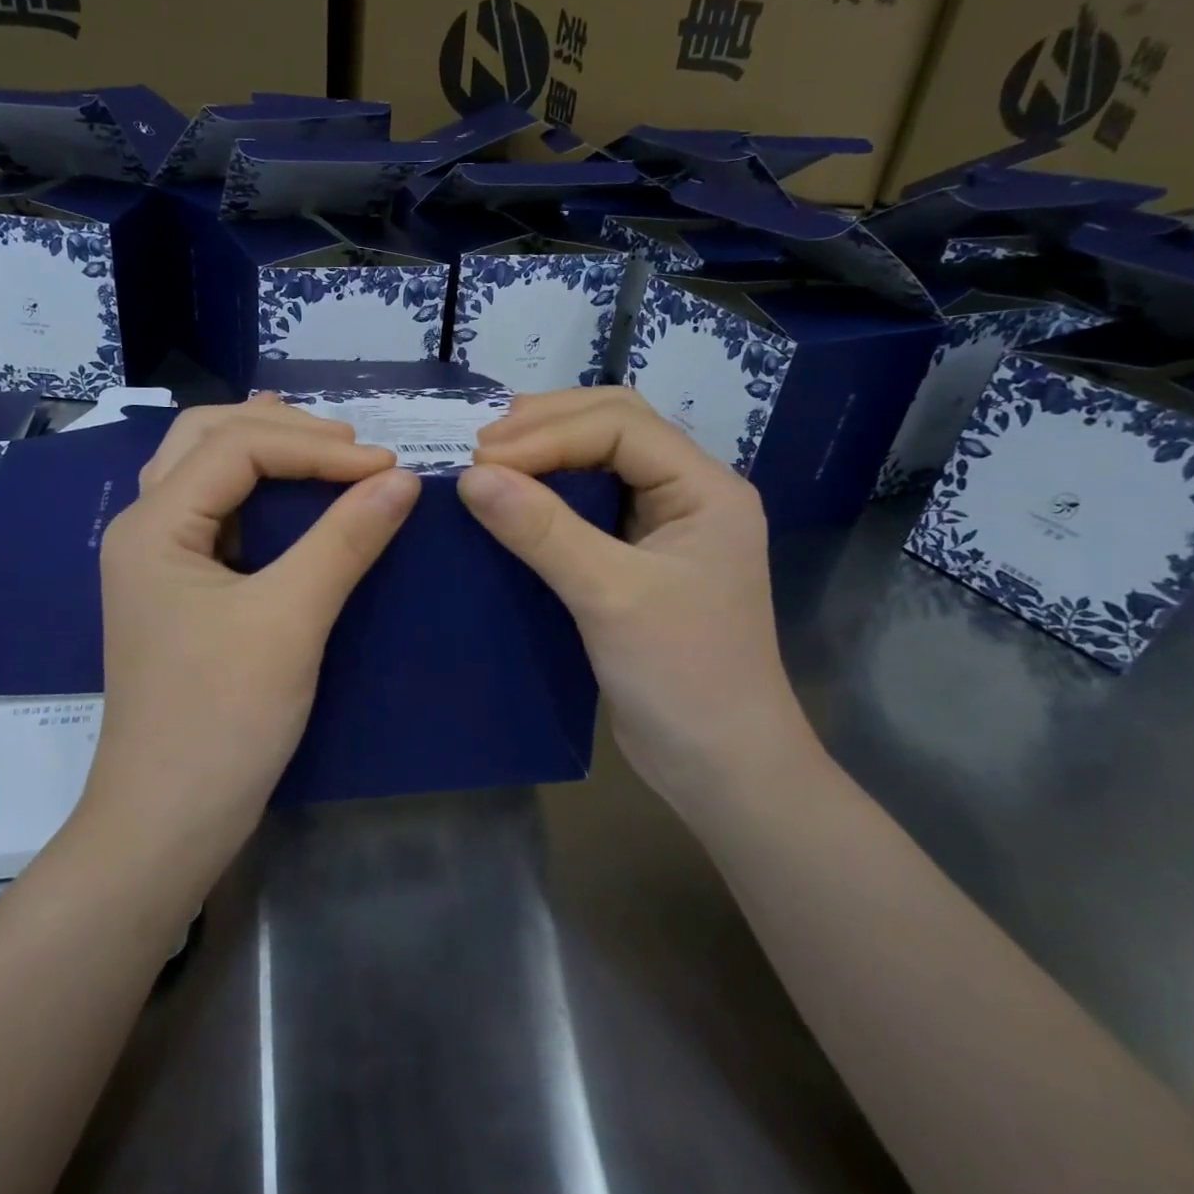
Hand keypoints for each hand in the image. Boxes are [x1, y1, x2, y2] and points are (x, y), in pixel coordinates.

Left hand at [79, 398, 420, 879]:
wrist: (168, 822)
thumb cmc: (222, 720)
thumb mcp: (290, 621)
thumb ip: (345, 540)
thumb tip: (402, 480)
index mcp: (153, 525)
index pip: (238, 447)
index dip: (317, 447)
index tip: (387, 467)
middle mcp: (144, 528)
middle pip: (207, 438)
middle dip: (283, 429)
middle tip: (352, 446)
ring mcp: (157, 560)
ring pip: (205, 470)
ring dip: (265, 448)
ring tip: (324, 444)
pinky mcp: (179, 589)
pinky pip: (216, 512)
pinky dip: (258, 489)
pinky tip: (290, 491)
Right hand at [457, 388, 816, 806]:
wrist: (721, 767)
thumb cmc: (682, 677)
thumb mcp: (610, 596)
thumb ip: (543, 530)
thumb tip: (471, 475)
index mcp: (705, 488)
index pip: (621, 427)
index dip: (548, 433)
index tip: (481, 457)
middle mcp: (689, 493)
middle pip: (615, 427)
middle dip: (548, 426)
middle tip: (480, 444)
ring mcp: (665, 526)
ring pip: (602, 461)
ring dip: (546, 452)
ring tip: (488, 459)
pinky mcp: (639, 558)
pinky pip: (589, 505)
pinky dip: (549, 493)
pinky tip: (513, 499)